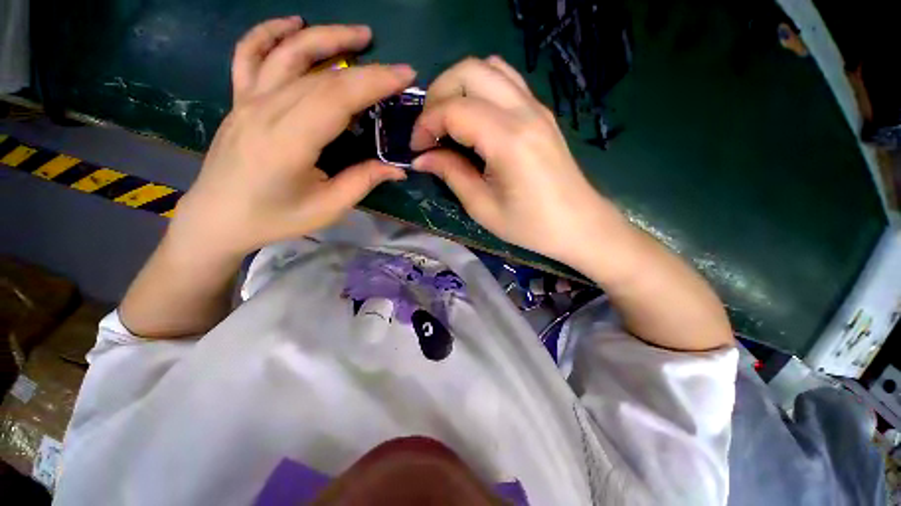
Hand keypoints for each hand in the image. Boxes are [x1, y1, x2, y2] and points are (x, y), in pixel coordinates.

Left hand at [169, 17, 415, 258]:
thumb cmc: (275, 218)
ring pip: (288, 53)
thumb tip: (397, 169)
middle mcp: (266, 111)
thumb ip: (363, 181)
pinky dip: (269, 32)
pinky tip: (292, 24)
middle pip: (320, 75)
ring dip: (325, 37)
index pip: (337, 98)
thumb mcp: (328, 208)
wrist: (218, 218)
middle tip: (396, 68)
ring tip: (358, 35)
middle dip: (364, 66)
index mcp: (289, 142)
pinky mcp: (239, 100)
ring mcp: (248, 100)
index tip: (404, 75)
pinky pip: (249, 54)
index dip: (374, 82)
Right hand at [410, 57, 622, 266]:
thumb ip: (451, 174)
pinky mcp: (541, 112)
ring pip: (488, 67)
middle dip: (438, 94)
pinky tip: (475, 118)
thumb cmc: (530, 225)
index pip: (454, 109)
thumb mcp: (483, 208)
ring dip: (459, 86)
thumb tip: (421, 158)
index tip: (417, 149)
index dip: (426, 125)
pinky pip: (506, 80)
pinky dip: (481, 88)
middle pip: (469, 71)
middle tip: (430, 129)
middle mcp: (523, 112)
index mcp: (508, 140)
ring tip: (449, 120)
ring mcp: (536, 107)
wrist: (578, 224)